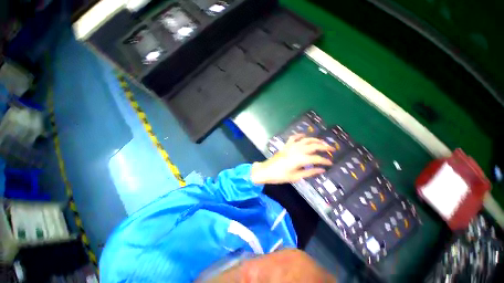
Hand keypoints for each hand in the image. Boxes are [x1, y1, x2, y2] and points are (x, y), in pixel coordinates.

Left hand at [251, 134, 334, 183]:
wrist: (266, 170)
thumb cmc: (280, 176)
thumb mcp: (295, 177)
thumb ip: (309, 172)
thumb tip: (321, 170)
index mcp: (300, 159)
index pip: (316, 158)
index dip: (324, 161)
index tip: (330, 163)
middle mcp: (297, 150)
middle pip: (313, 146)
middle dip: (324, 146)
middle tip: (331, 149)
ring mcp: (290, 146)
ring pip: (305, 140)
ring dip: (315, 140)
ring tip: (322, 142)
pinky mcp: (286, 146)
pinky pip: (293, 138)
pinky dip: (300, 135)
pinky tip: (304, 135)